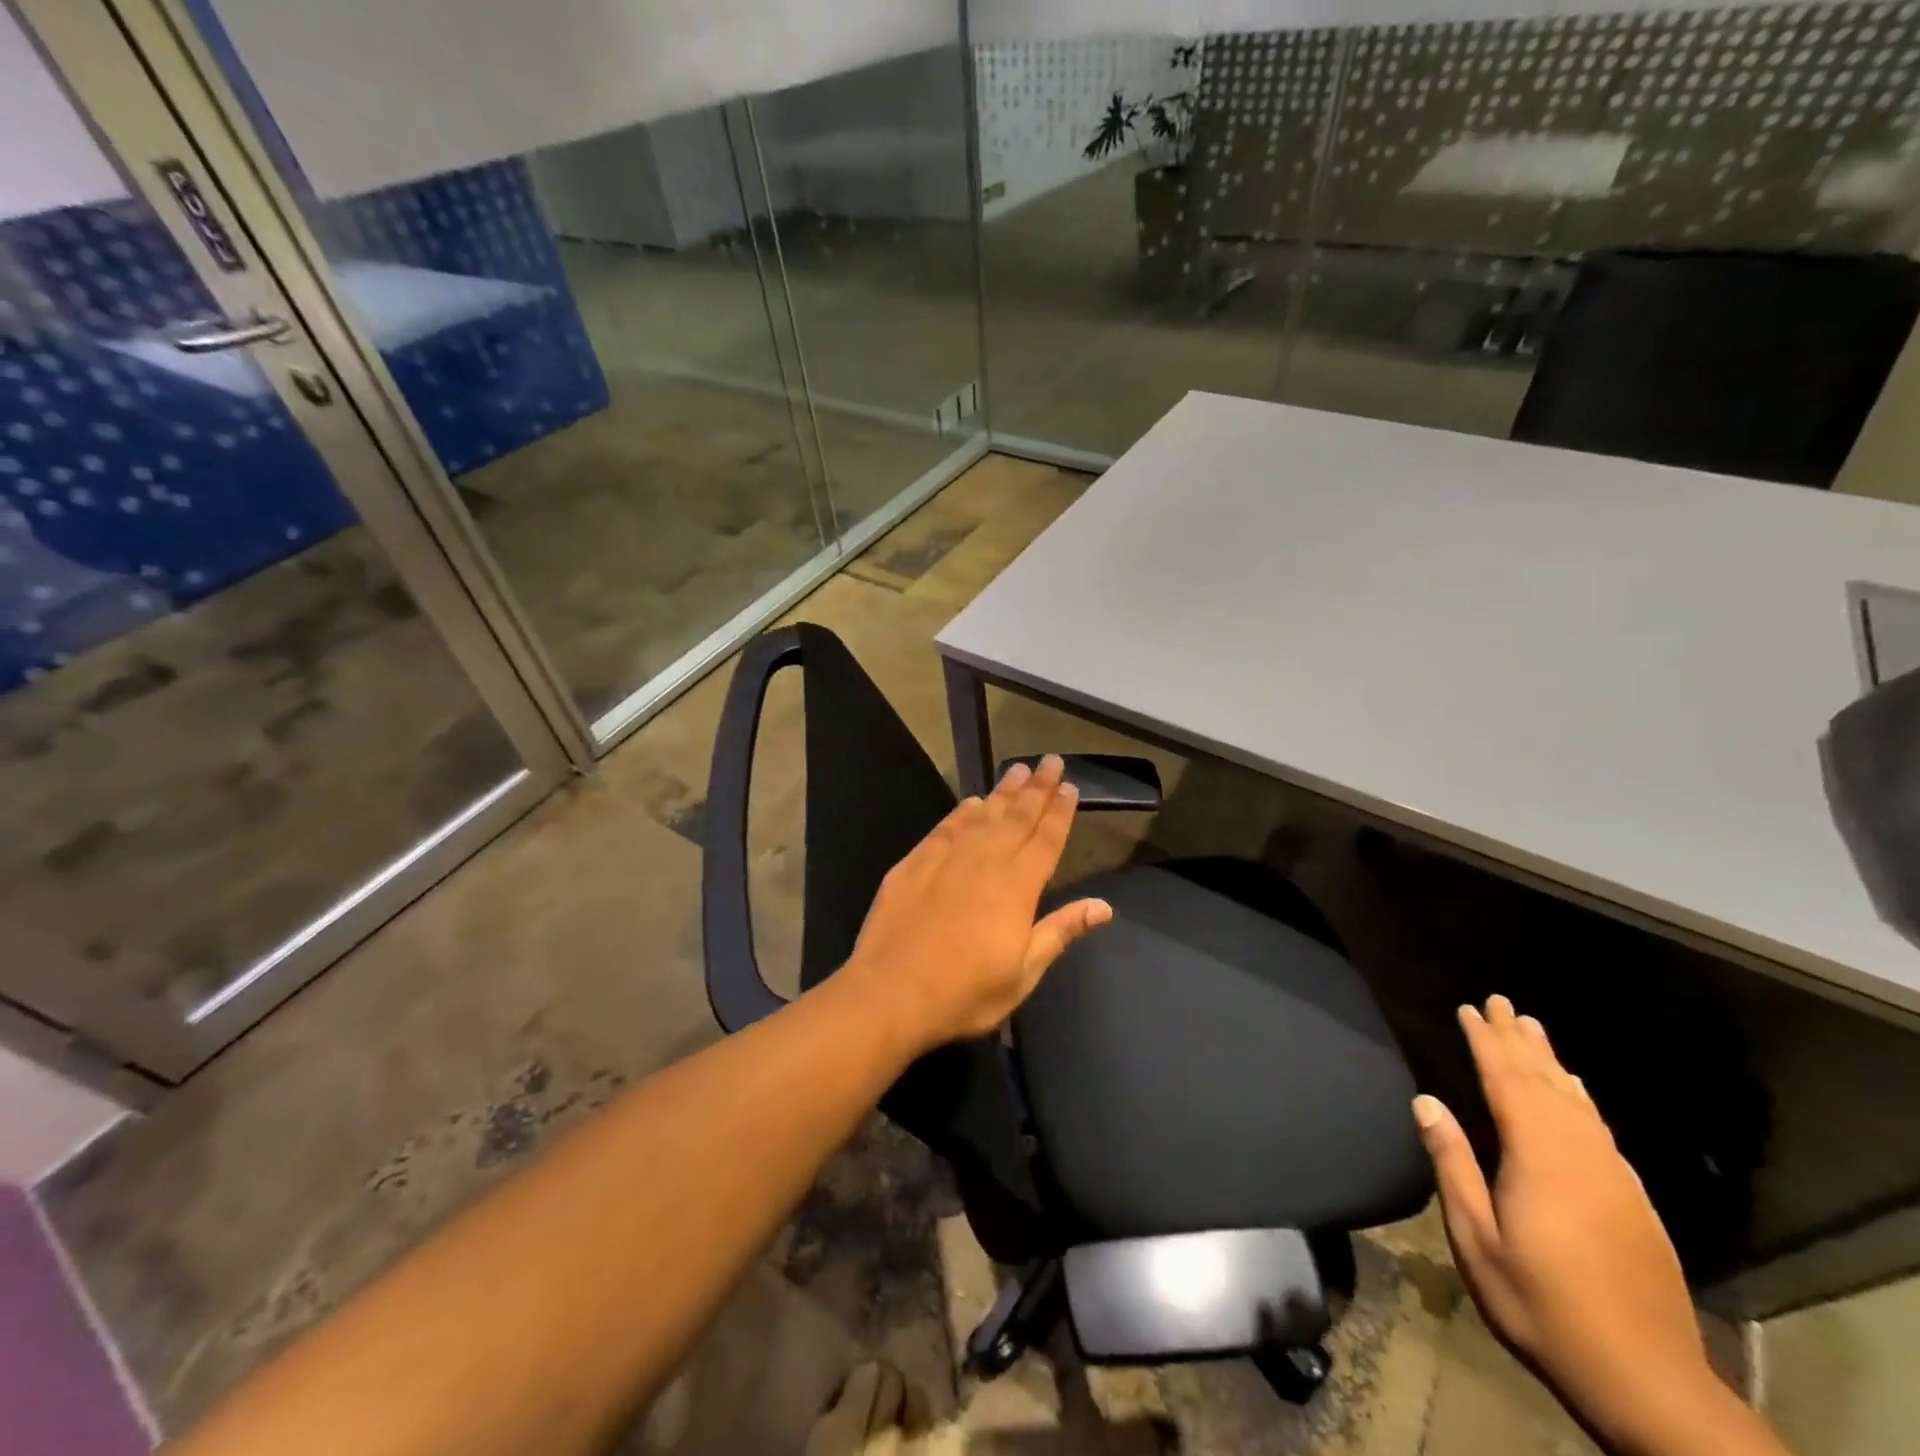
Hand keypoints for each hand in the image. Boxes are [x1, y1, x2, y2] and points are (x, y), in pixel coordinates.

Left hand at [838, 754, 1111, 1056]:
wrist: (891, 993)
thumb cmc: (965, 992)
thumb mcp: (1023, 973)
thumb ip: (1060, 931)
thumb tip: (1103, 906)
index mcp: (1017, 887)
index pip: (1046, 840)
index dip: (1060, 812)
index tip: (1069, 786)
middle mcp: (985, 861)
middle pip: (1017, 817)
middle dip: (1037, 788)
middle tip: (1050, 761)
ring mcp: (947, 858)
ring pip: (982, 815)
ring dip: (1003, 792)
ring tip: (1017, 770)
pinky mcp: (914, 863)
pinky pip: (945, 827)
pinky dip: (962, 812)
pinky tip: (971, 802)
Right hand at [1413, 997, 1771, 1455]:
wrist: (1648, 1381)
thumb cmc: (1542, 1305)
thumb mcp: (1478, 1240)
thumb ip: (1453, 1165)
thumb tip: (1426, 1101)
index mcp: (1539, 1159)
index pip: (1507, 1083)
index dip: (1486, 1042)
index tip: (1469, 1008)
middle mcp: (1580, 1155)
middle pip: (1545, 1082)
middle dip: (1519, 1039)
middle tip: (1501, 1002)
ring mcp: (1613, 1177)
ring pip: (1577, 1102)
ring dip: (1551, 1061)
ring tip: (1533, 1028)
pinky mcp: (1633, 1200)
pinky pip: (1600, 1128)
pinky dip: (1580, 1098)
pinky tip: (1575, 1090)